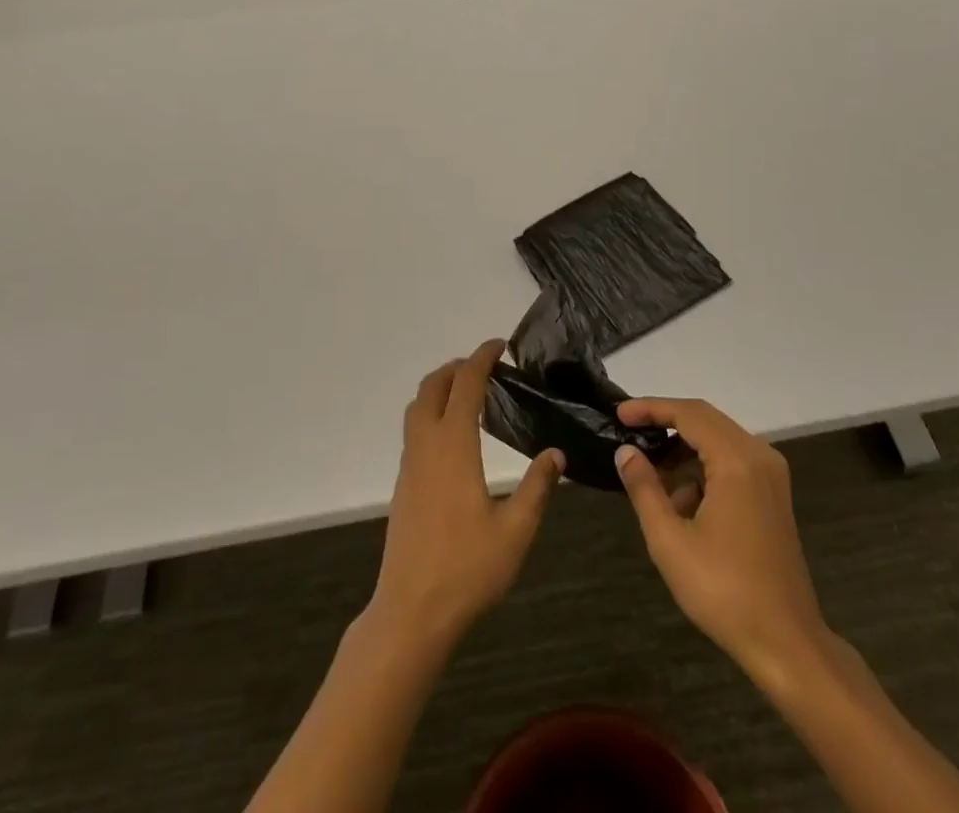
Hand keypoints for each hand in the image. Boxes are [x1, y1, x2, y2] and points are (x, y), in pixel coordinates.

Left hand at [368, 339, 564, 646]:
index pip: (465, 384)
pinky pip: (414, 430)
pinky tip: (455, 438)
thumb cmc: (467, 570)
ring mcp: (410, 465)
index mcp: (453, 447)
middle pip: (432, 386)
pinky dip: (432, 413)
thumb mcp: (516, 531)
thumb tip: (555, 454)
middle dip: (456, 367)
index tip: (500, 346)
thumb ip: (537, 488)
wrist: (410, 613)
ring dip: (440, 388)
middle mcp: (426, 446)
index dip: (481, 358)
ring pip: (417, 407)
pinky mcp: (404, 485)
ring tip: (471, 395)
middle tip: (486, 368)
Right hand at [614, 398, 827, 686]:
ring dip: (683, 449)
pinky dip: (703, 468)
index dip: (651, 408)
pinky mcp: (773, 494)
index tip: (619, 414)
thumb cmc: (725, 592)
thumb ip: (644, 488)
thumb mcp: (670, 542)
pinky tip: (682, 501)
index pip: (687, 413)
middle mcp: (758, 456)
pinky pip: (732, 460)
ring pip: (718, 439)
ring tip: (650, 475)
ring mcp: (770, 475)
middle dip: (665, 423)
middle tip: (629, 433)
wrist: (787, 643)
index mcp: (737, 461)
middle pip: (705, 419)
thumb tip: (625, 452)